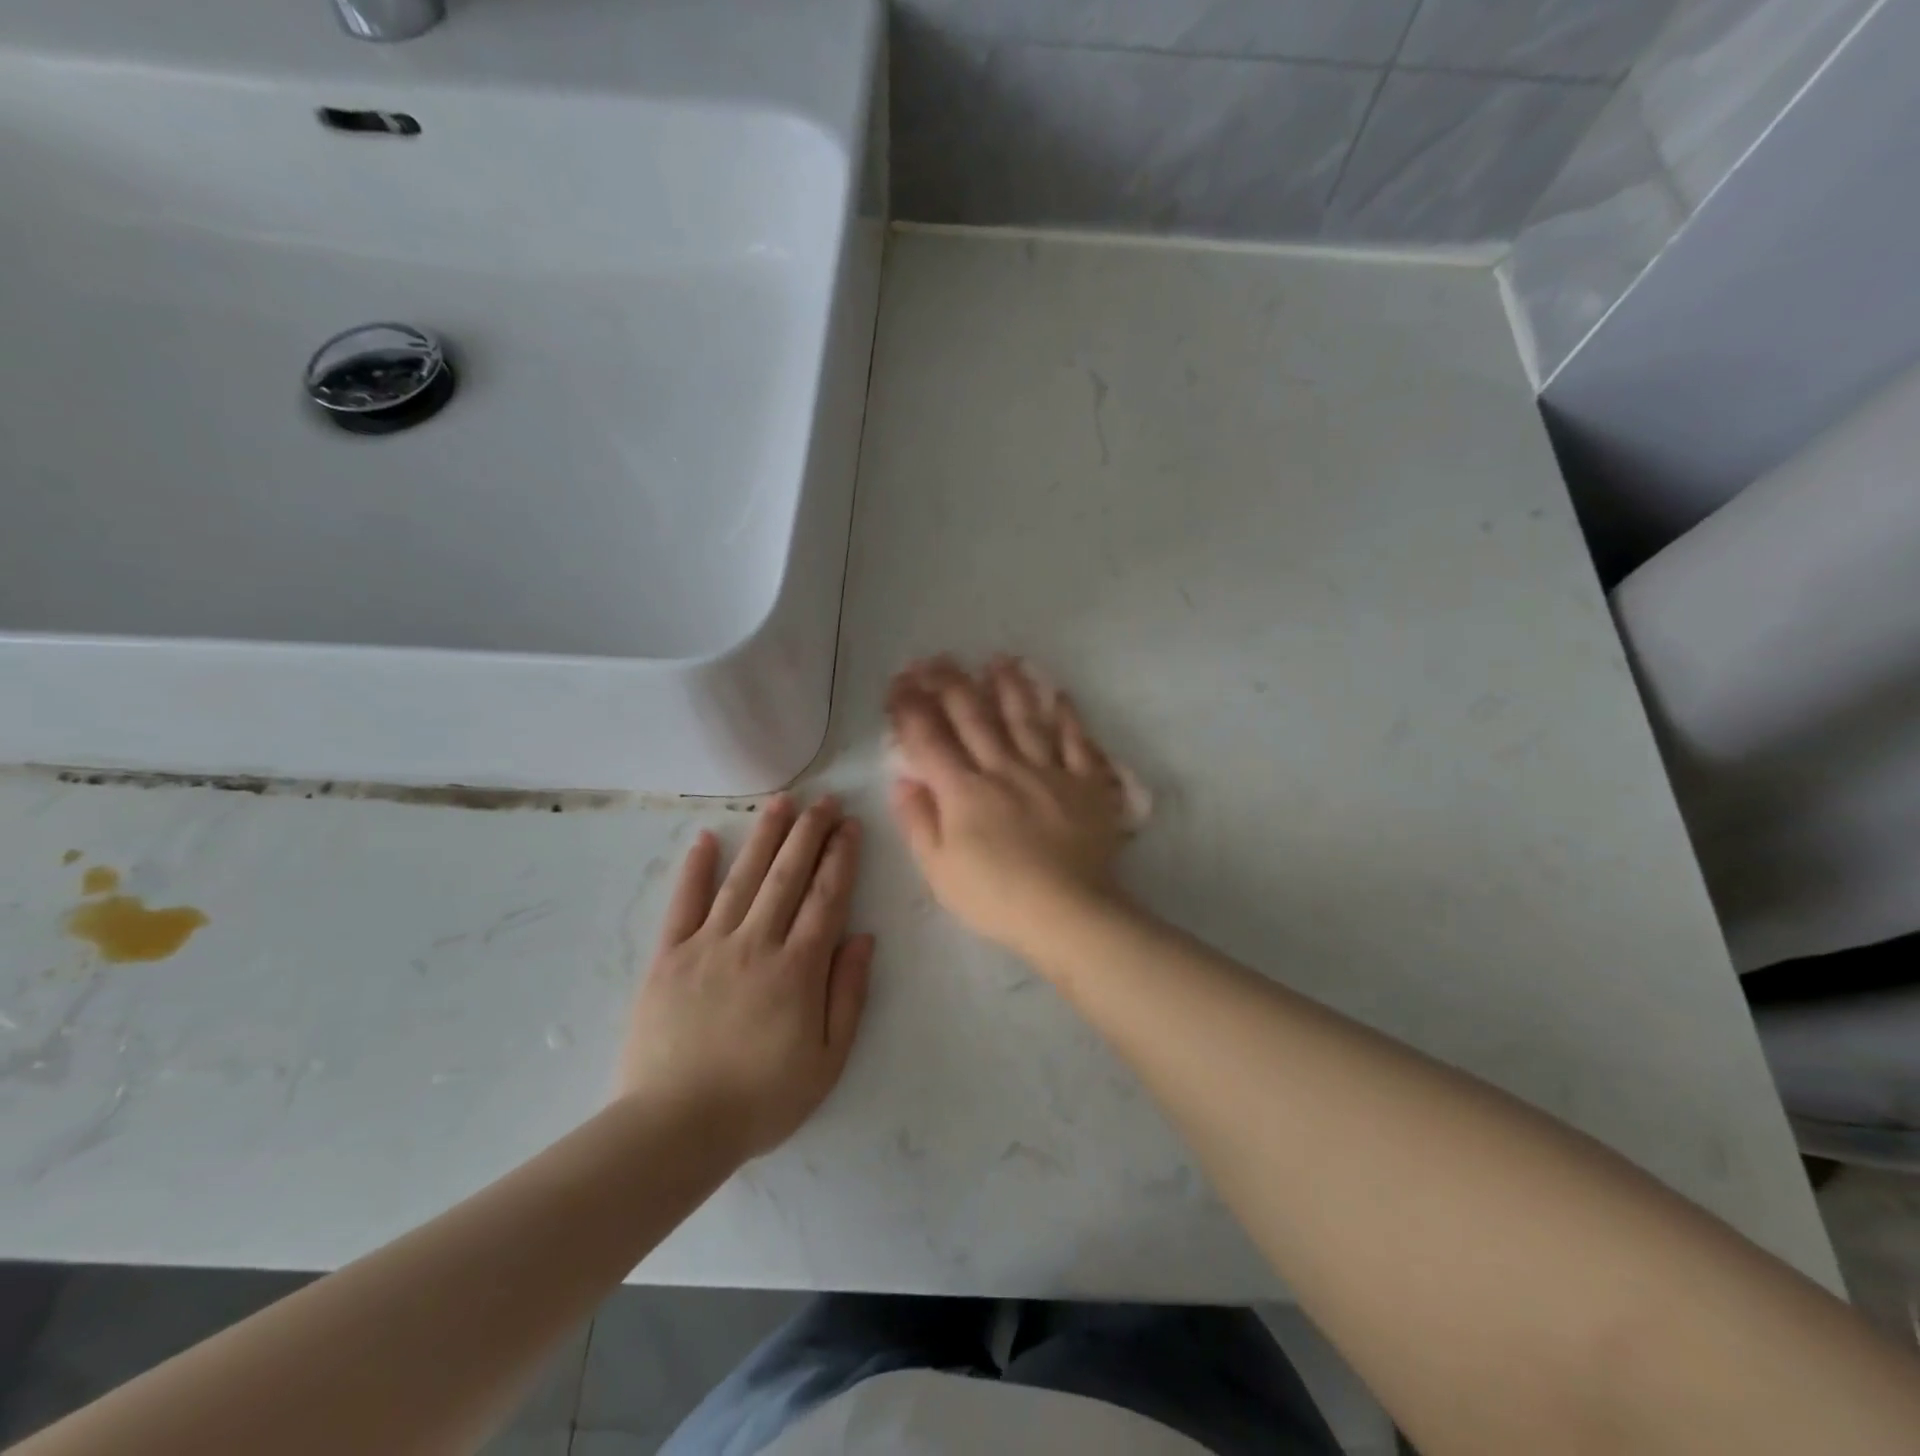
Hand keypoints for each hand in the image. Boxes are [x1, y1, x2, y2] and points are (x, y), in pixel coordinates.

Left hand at [618, 796, 873, 1162]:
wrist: (675, 1129)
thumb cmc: (761, 1100)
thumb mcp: (827, 1061)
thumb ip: (848, 994)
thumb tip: (864, 938)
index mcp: (797, 969)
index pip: (826, 898)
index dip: (841, 857)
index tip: (851, 826)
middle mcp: (755, 944)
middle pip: (788, 876)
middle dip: (810, 833)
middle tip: (826, 800)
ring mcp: (708, 946)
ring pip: (742, 878)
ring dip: (764, 836)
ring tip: (781, 802)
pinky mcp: (668, 957)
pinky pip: (683, 903)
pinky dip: (695, 868)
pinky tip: (706, 838)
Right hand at [886, 656, 1131, 955]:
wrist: (1067, 913)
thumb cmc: (995, 898)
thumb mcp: (939, 870)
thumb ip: (918, 821)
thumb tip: (904, 780)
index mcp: (964, 791)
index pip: (929, 739)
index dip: (910, 707)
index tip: (899, 682)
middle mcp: (1004, 769)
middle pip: (974, 717)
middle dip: (950, 683)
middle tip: (937, 658)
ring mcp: (1048, 771)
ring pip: (1025, 718)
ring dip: (1009, 686)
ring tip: (998, 660)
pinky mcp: (1085, 783)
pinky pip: (1077, 741)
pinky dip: (1067, 717)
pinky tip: (1059, 695)